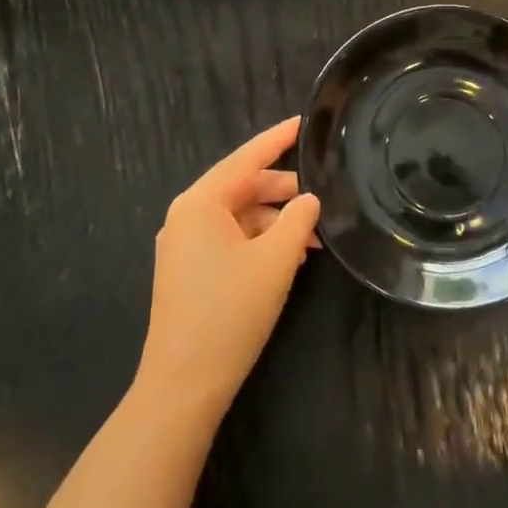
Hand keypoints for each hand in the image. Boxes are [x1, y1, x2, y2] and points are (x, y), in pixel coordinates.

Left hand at [134, 116, 320, 419]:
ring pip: (239, 216)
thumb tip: (309, 199)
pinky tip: (290, 257)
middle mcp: (187, 216)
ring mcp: (184, 245)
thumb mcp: (276, 260)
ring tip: (314, 239)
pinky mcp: (188, 271)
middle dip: (284, 192)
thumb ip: (298, 220)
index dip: (278, 139)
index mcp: (201, 203)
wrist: (183, 385)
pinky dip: (260, 242)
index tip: (304, 122)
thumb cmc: (230, 312)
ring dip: (276, 222)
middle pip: (243, 188)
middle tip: (323, 198)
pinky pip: (230, 240)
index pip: (246, 158)